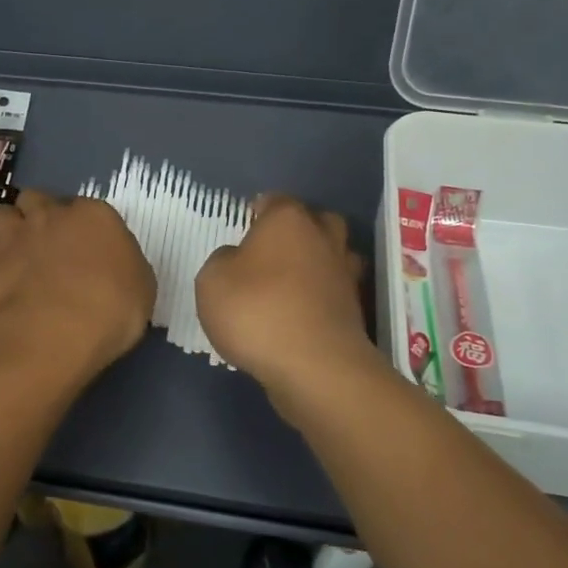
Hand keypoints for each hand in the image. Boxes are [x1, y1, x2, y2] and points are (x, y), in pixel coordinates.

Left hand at [0, 189, 155, 377]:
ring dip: (12, 227)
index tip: (86, 251)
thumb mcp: (142, 290)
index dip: (84, 229)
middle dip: (41, 216)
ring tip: (18, 253)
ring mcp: (16, 232)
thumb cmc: (109, 311)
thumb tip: (112, 266)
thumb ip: (125, 267)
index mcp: (95, 216)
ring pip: (6, 212)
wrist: (52, 334)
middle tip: (49, 247)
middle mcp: (52, 214)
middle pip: (40, 199)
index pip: (87, 208)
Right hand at [196, 195, 384, 423]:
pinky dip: (321, 299)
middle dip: (298, 232)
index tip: (244, 228)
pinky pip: (334, 293)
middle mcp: (323, 238)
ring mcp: (345, 275)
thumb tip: (237, 260)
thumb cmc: (256, 310)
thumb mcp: (212, 280)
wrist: (314, 366)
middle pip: (315, 222)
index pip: (275, 201)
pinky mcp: (355, 311)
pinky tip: (300, 315)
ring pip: (332, 256)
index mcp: (288, 220)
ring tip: (289, 285)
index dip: (258, 212)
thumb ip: (222, 261)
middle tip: (271, 253)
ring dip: (315, 265)